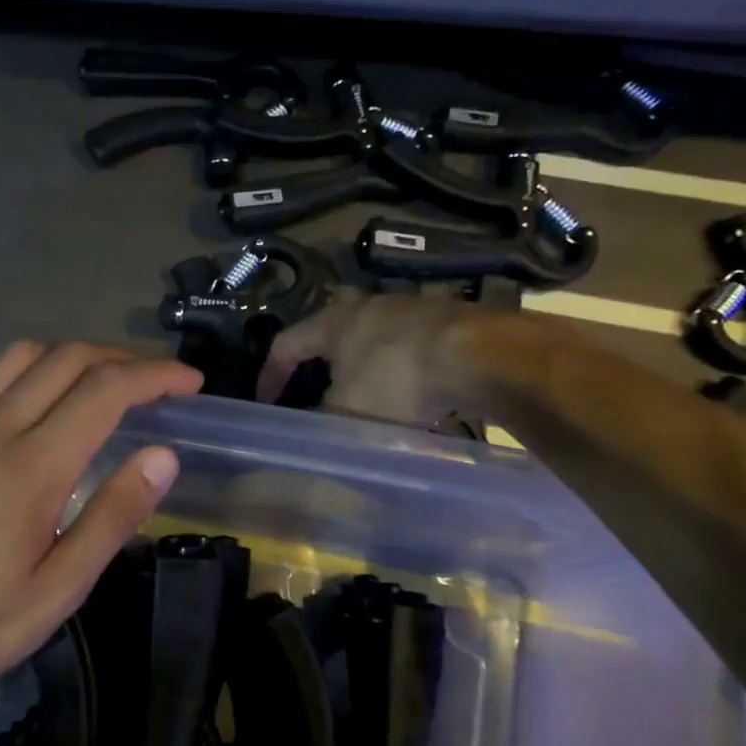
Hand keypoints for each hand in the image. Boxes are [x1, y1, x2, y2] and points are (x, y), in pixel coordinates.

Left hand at [0, 343, 200, 700]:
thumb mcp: (56, 590)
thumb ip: (111, 517)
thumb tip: (163, 456)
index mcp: (32, 467)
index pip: (106, 390)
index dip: (156, 376)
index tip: (190, 383)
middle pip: (68, 358)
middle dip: (123, 359)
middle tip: (157, 382)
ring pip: (22, 354)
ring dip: (72, 356)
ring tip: (100, 384)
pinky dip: (18, 369)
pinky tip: (28, 397)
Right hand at [257, 292, 493, 422]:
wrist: (480, 355)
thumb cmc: (397, 381)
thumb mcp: (347, 414)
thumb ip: (319, 426)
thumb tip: (304, 438)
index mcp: (332, 323)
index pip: (285, 344)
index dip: (270, 375)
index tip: (265, 403)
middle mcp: (367, 307)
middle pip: (329, 336)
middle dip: (317, 367)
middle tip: (310, 395)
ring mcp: (411, 310)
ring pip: (372, 341)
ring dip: (360, 370)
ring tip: (362, 401)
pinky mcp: (447, 322)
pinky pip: (409, 348)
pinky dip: (399, 372)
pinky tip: (411, 398)